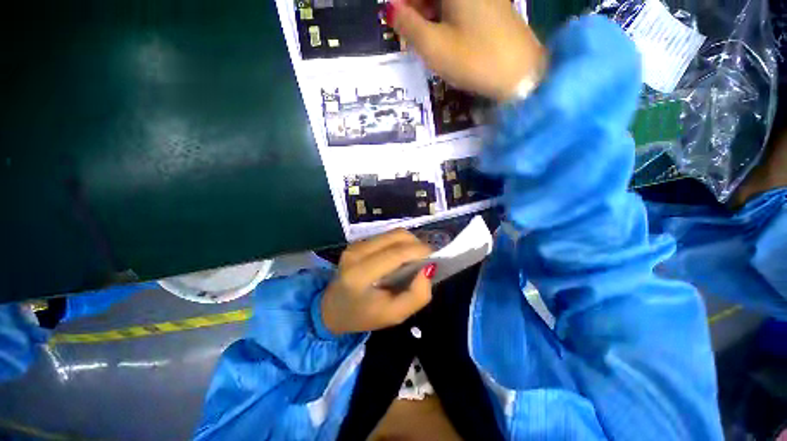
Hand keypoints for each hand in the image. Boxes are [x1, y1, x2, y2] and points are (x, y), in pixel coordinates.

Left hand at [321, 229, 434, 334]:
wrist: (332, 309)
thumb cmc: (364, 316)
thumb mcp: (395, 315)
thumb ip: (417, 295)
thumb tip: (428, 269)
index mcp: (360, 275)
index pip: (396, 253)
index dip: (419, 251)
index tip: (435, 257)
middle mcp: (356, 254)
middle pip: (395, 236)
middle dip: (416, 244)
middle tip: (426, 259)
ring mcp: (355, 245)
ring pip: (392, 233)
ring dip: (408, 242)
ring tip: (415, 258)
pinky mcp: (357, 243)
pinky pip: (385, 236)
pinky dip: (399, 243)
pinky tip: (400, 256)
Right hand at [387, 0, 545, 100]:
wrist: (520, 73)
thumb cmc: (473, 60)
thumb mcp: (433, 46)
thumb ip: (408, 25)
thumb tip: (391, 8)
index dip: (404, 3)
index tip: (397, 21)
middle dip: (417, 7)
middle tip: (409, 31)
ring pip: (447, 0)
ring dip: (430, 12)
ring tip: (425, 37)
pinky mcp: (493, 7)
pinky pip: (463, 6)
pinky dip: (447, 16)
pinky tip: (445, 35)